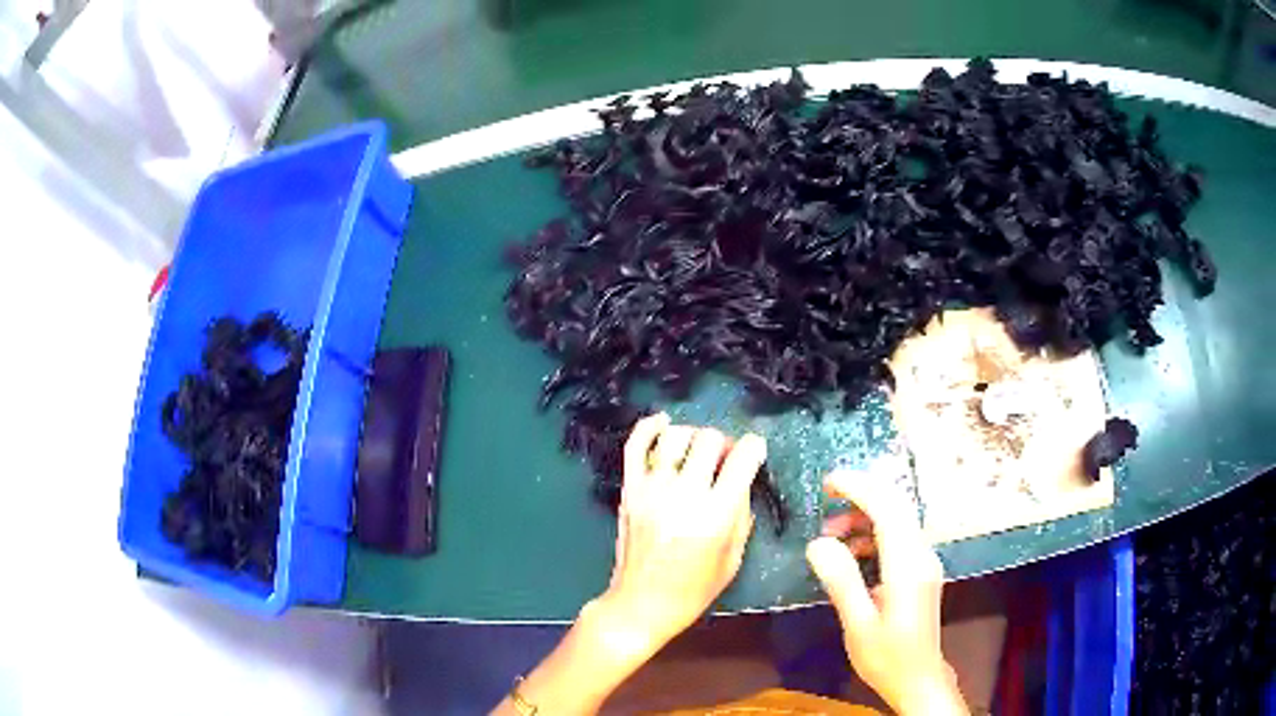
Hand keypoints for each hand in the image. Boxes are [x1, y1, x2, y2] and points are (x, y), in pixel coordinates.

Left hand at [593, 413, 766, 653]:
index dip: (754, 448)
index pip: (742, 459)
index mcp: (715, 515)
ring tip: (697, 453)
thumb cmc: (693, 590)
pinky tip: (663, 422)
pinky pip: (636, 445)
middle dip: (724, 443)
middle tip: (724, 459)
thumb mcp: (733, 559)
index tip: (754, 452)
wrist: (641, 604)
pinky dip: (649, 427)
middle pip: (709, 439)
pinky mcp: (630, 490)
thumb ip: (741, 516)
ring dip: (693, 437)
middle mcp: (684, 495)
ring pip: (675, 436)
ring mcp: (651, 490)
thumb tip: (741, 482)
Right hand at [806, 471, 967, 715]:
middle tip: (827, 497)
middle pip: (897, 507)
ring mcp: (924, 562)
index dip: (860, 488)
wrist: (919, 679)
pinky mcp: (920, 571)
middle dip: (862, 493)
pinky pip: (898, 538)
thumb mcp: (858, 625)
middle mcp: (921, 555)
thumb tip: (818, 542)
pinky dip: (873, 535)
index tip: (829, 482)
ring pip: (898, 520)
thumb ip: (842, 581)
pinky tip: (851, 555)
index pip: (888, 510)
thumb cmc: (887, 657)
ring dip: (865, 517)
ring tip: (829, 535)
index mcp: (907, 566)